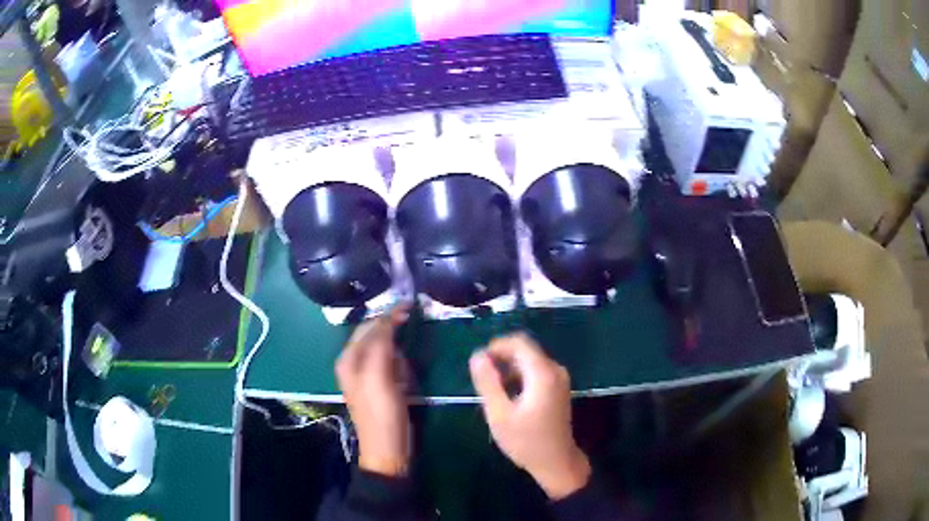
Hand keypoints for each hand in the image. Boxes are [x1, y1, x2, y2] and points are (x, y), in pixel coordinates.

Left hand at [336, 307, 410, 476]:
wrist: (387, 450)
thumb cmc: (382, 414)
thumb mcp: (379, 377)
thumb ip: (380, 346)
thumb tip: (388, 320)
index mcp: (349, 358)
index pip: (370, 327)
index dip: (390, 315)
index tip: (411, 304)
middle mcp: (353, 362)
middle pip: (374, 334)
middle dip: (392, 327)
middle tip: (413, 319)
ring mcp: (366, 375)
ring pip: (383, 348)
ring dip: (397, 347)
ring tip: (407, 354)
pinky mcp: (379, 386)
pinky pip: (390, 364)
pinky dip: (400, 363)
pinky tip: (405, 374)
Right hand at [469, 334, 590, 499]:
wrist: (556, 462)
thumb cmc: (526, 441)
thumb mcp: (500, 414)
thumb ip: (488, 382)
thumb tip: (477, 355)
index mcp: (543, 373)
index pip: (519, 342)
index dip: (497, 346)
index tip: (479, 364)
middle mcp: (555, 370)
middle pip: (524, 350)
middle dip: (501, 359)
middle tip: (483, 382)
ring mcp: (559, 379)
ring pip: (529, 361)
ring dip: (509, 370)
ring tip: (493, 393)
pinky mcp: (558, 388)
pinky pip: (535, 372)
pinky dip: (519, 377)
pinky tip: (508, 398)